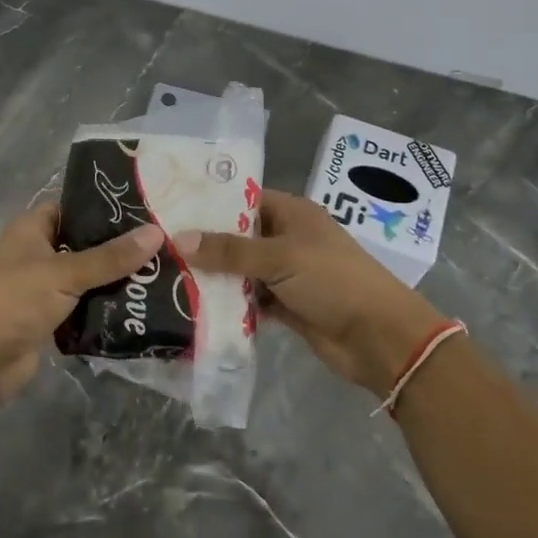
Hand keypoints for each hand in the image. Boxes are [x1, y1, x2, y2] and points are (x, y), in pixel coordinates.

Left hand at [0, 205, 163, 414]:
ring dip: (116, 282)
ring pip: (87, 280)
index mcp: (32, 230)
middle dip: (118, 249)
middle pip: (84, 246)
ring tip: (162, 275)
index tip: (146, 210)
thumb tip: (157, 233)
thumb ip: (111, 257)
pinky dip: (106, 310)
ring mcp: (42, 290)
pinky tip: (140, 308)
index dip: (105, 209)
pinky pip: (84, 309)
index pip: (73, 209)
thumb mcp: (65, 272)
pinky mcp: (50, 321)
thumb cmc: (15, 300)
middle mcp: (37, 254)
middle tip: (164, 245)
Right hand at [178, 190, 444, 396]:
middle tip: (159, 248)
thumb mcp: (280, 257)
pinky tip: (196, 308)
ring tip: (168, 278)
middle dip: (206, 245)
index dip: (211, 204)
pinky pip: (251, 301)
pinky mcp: (287, 306)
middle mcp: (288, 239)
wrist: (378, 337)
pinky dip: (230, 306)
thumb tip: (178, 239)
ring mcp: (288, 274)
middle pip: (239, 237)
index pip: (244, 199)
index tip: (170, 210)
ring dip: (215, 278)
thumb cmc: (332, 280)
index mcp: (293, 214)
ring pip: (242, 271)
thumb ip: (229, 250)